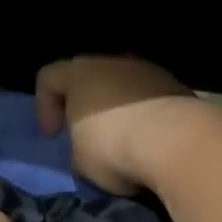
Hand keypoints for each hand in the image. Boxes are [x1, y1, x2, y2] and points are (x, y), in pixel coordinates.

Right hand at [34, 56, 197, 194]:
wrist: (177, 141)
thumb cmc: (113, 146)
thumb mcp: (79, 159)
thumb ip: (77, 145)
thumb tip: (89, 146)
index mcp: (79, 73)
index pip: (48, 77)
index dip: (44, 106)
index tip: (53, 136)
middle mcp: (112, 62)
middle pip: (89, 76)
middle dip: (86, 104)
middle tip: (87, 135)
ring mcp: (148, 71)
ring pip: (124, 86)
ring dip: (120, 109)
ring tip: (124, 142)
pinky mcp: (177, 86)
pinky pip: (151, 98)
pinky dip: (146, 115)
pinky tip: (150, 142)